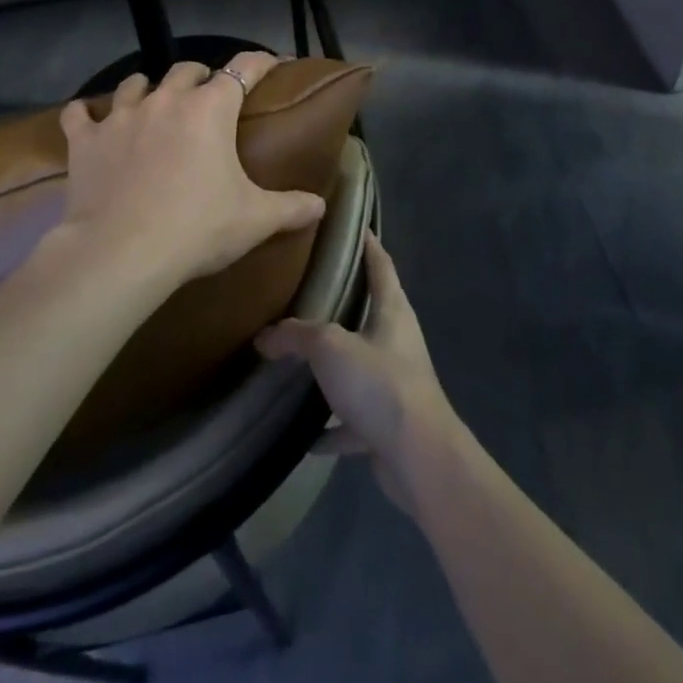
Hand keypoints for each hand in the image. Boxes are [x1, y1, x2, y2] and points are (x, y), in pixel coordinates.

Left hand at [58, 52, 325, 289]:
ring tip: (152, 103)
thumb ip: (291, 207)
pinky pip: (80, 114)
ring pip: (134, 83)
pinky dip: (86, 115)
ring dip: (147, 88)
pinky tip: (87, 119)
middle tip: (206, 98)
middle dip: (199, 77)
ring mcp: (121, 116)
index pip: (244, 68)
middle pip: (185, 69)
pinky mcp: (86, 140)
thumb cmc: (196, 229)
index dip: (260, 61)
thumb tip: (320, 206)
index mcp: (210, 109)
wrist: (121, 253)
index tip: (270, 62)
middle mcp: (166, 100)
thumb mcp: (254, 220)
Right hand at [256, 234, 457, 513]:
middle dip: (343, 301)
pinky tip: (304, 433)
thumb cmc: (379, 383)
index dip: (367, 242)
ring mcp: (395, 384)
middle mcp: (398, 341)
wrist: (418, 458)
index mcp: (392, 310)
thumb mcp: (330, 347)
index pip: (380, 263)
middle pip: (371, 311)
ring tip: (299, 357)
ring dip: (335, 366)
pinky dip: (331, 425)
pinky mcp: (388, 424)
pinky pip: (353, 419)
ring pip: (360, 365)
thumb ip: (296, 335)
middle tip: (306, 287)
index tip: (350, 224)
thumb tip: (263, 336)